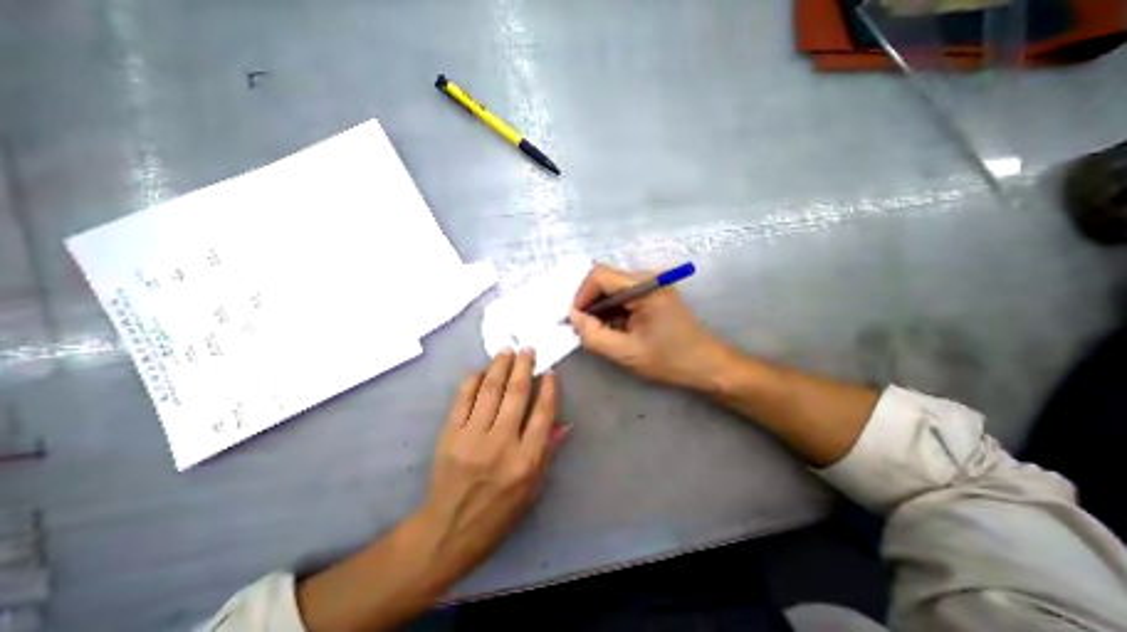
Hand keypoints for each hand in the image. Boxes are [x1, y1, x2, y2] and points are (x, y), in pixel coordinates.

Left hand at [295, 353, 568, 629]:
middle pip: (516, 395)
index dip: (548, 390)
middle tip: (528, 349)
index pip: (542, 415)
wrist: (447, 531)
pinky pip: (463, 399)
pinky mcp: (450, 435)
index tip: (549, 373)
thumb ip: (548, 452)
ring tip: (507, 351)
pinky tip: (481, 371)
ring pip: (490, 391)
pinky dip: (472, 381)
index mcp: (525, 461)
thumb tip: (564, 423)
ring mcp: (472, 438)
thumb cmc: (497, 514)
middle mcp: (501, 444)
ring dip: (500, 366)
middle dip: (523, 367)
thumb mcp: (532, 490)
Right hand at [574, 262, 730, 389]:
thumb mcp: (626, 353)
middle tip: (584, 328)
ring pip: (612, 287)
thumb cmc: (670, 360)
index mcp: (645, 287)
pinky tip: (614, 328)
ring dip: (600, 308)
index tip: (576, 319)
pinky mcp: (653, 293)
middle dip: (590, 303)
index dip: (581, 295)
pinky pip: (623, 295)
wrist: (707, 364)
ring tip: (598, 331)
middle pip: (605, 279)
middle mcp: (648, 277)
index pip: (599, 275)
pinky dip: (612, 310)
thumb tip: (573, 317)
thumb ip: (594, 335)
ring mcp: (652, 284)